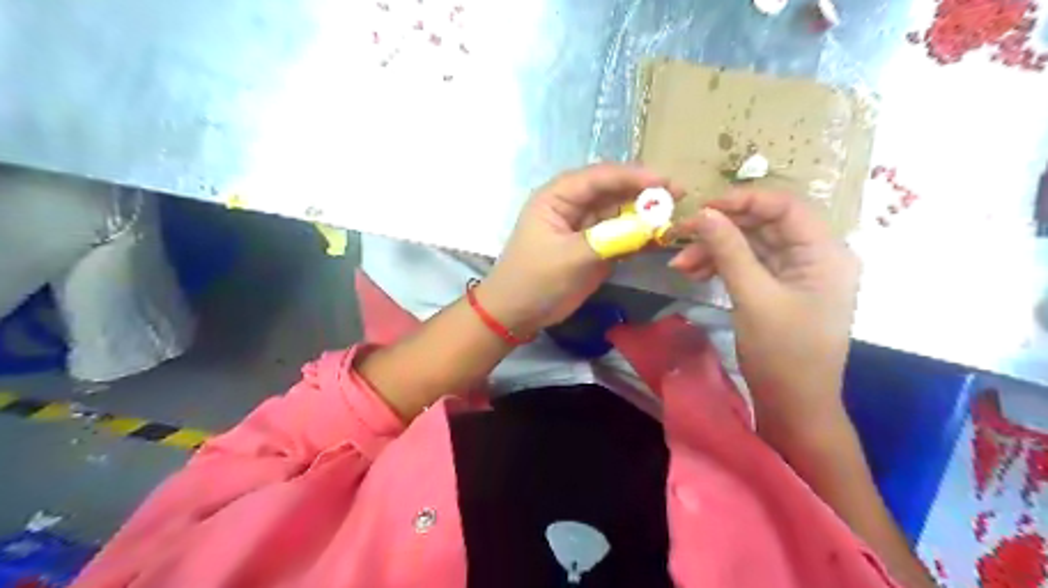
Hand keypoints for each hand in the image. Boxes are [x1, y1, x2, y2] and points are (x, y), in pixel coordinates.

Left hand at [480, 164, 669, 335]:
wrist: (518, 314)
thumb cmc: (535, 280)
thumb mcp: (570, 257)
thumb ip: (611, 239)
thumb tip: (652, 226)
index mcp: (557, 197)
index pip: (599, 177)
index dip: (632, 176)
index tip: (664, 181)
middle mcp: (573, 205)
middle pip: (613, 190)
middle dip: (644, 192)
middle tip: (679, 194)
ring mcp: (585, 227)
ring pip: (620, 212)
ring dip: (645, 214)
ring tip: (676, 216)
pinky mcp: (594, 247)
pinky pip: (621, 235)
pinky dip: (640, 236)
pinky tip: (661, 238)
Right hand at [671, 190, 858, 431]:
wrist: (793, 405)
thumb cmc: (783, 353)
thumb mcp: (754, 297)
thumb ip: (729, 250)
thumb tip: (702, 213)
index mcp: (825, 253)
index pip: (785, 207)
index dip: (743, 201)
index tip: (702, 208)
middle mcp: (814, 256)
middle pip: (764, 225)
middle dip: (720, 230)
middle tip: (679, 234)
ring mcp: (795, 274)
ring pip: (750, 246)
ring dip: (714, 251)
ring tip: (680, 265)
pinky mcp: (778, 289)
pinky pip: (747, 266)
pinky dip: (720, 267)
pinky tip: (693, 273)